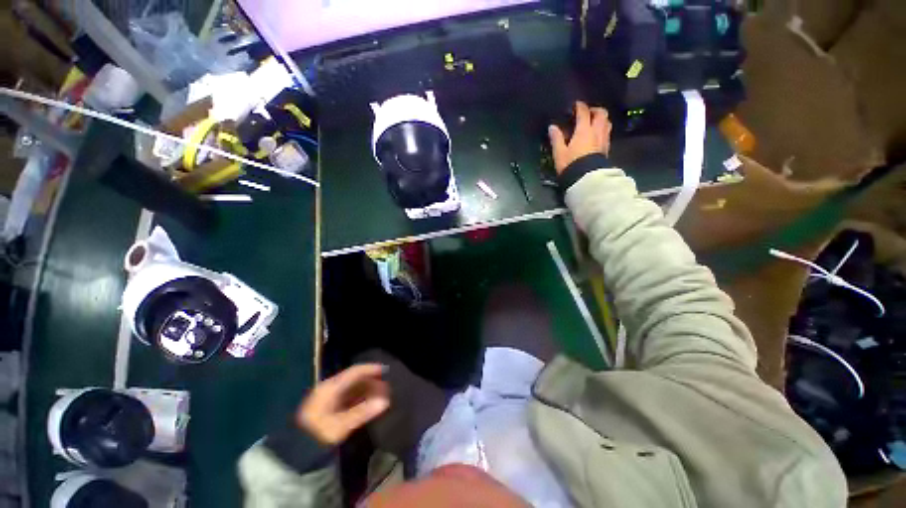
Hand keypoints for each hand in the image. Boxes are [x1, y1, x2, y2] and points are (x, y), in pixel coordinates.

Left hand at [297, 364, 389, 445]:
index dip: (371, 369)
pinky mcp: (329, 408)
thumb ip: (363, 412)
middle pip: (354, 379)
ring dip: (367, 391)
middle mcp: (331, 388)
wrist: (296, 451)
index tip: (385, 370)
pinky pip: (349, 397)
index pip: (355, 372)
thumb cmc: (318, 434)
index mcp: (332, 387)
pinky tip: (368, 404)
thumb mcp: (341, 425)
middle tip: (386, 388)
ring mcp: (329, 398)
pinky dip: (360, 398)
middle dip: (371, 382)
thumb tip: (385, 401)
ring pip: (352, 389)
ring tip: (380, 396)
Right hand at [548, 101, 611, 174]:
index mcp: (584, 130)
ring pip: (607, 122)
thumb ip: (556, 138)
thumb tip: (552, 127)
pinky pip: (607, 133)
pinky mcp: (606, 148)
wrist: (586, 178)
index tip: (576, 105)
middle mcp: (596, 131)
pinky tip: (597, 135)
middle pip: (601, 114)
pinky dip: (603, 129)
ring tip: (594, 122)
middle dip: (595, 110)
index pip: (584, 113)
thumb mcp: (559, 153)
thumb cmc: (571, 164)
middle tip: (588, 112)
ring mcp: (603, 139)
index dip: (580, 107)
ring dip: (601, 119)